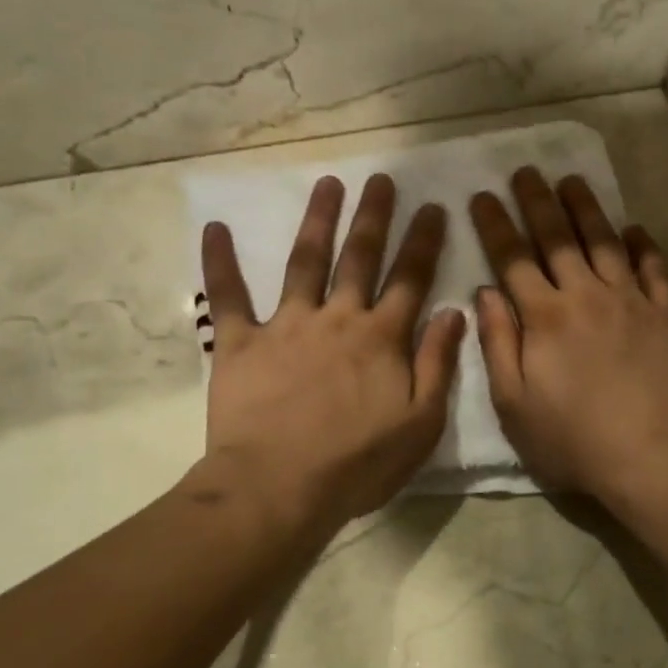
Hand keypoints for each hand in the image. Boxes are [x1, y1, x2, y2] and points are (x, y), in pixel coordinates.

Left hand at [198, 174, 466, 531]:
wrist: (278, 488)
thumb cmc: (357, 463)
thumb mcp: (420, 422)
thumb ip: (438, 364)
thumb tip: (453, 311)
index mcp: (382, 338)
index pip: (410, 278)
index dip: (424, 241)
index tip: (433, 206)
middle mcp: (337, 319)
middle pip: (360, 258)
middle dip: (374, 216)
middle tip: (381, 178)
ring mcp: (286, 326)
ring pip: (305, 262)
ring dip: (317, 221)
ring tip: (328, 184)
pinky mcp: (240, 343)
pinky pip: (228, 296)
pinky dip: (220, 262)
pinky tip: (214, 227)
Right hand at [469, 168, 667, 503]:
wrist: (655, 456)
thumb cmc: (575, 440)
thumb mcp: (514, 405)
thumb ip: (498, 344)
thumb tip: (486, 293)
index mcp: (545, 317)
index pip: (513, 259)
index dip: (495, 225)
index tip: (482, 196)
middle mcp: (586, 295)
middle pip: (558, 238)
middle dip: (537, 201)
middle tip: (526, 171)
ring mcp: (632, 301)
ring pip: (605, 242)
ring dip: (586, 208)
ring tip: (572, 181)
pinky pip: (653, 267)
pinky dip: (642, 245)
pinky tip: (634, 229)